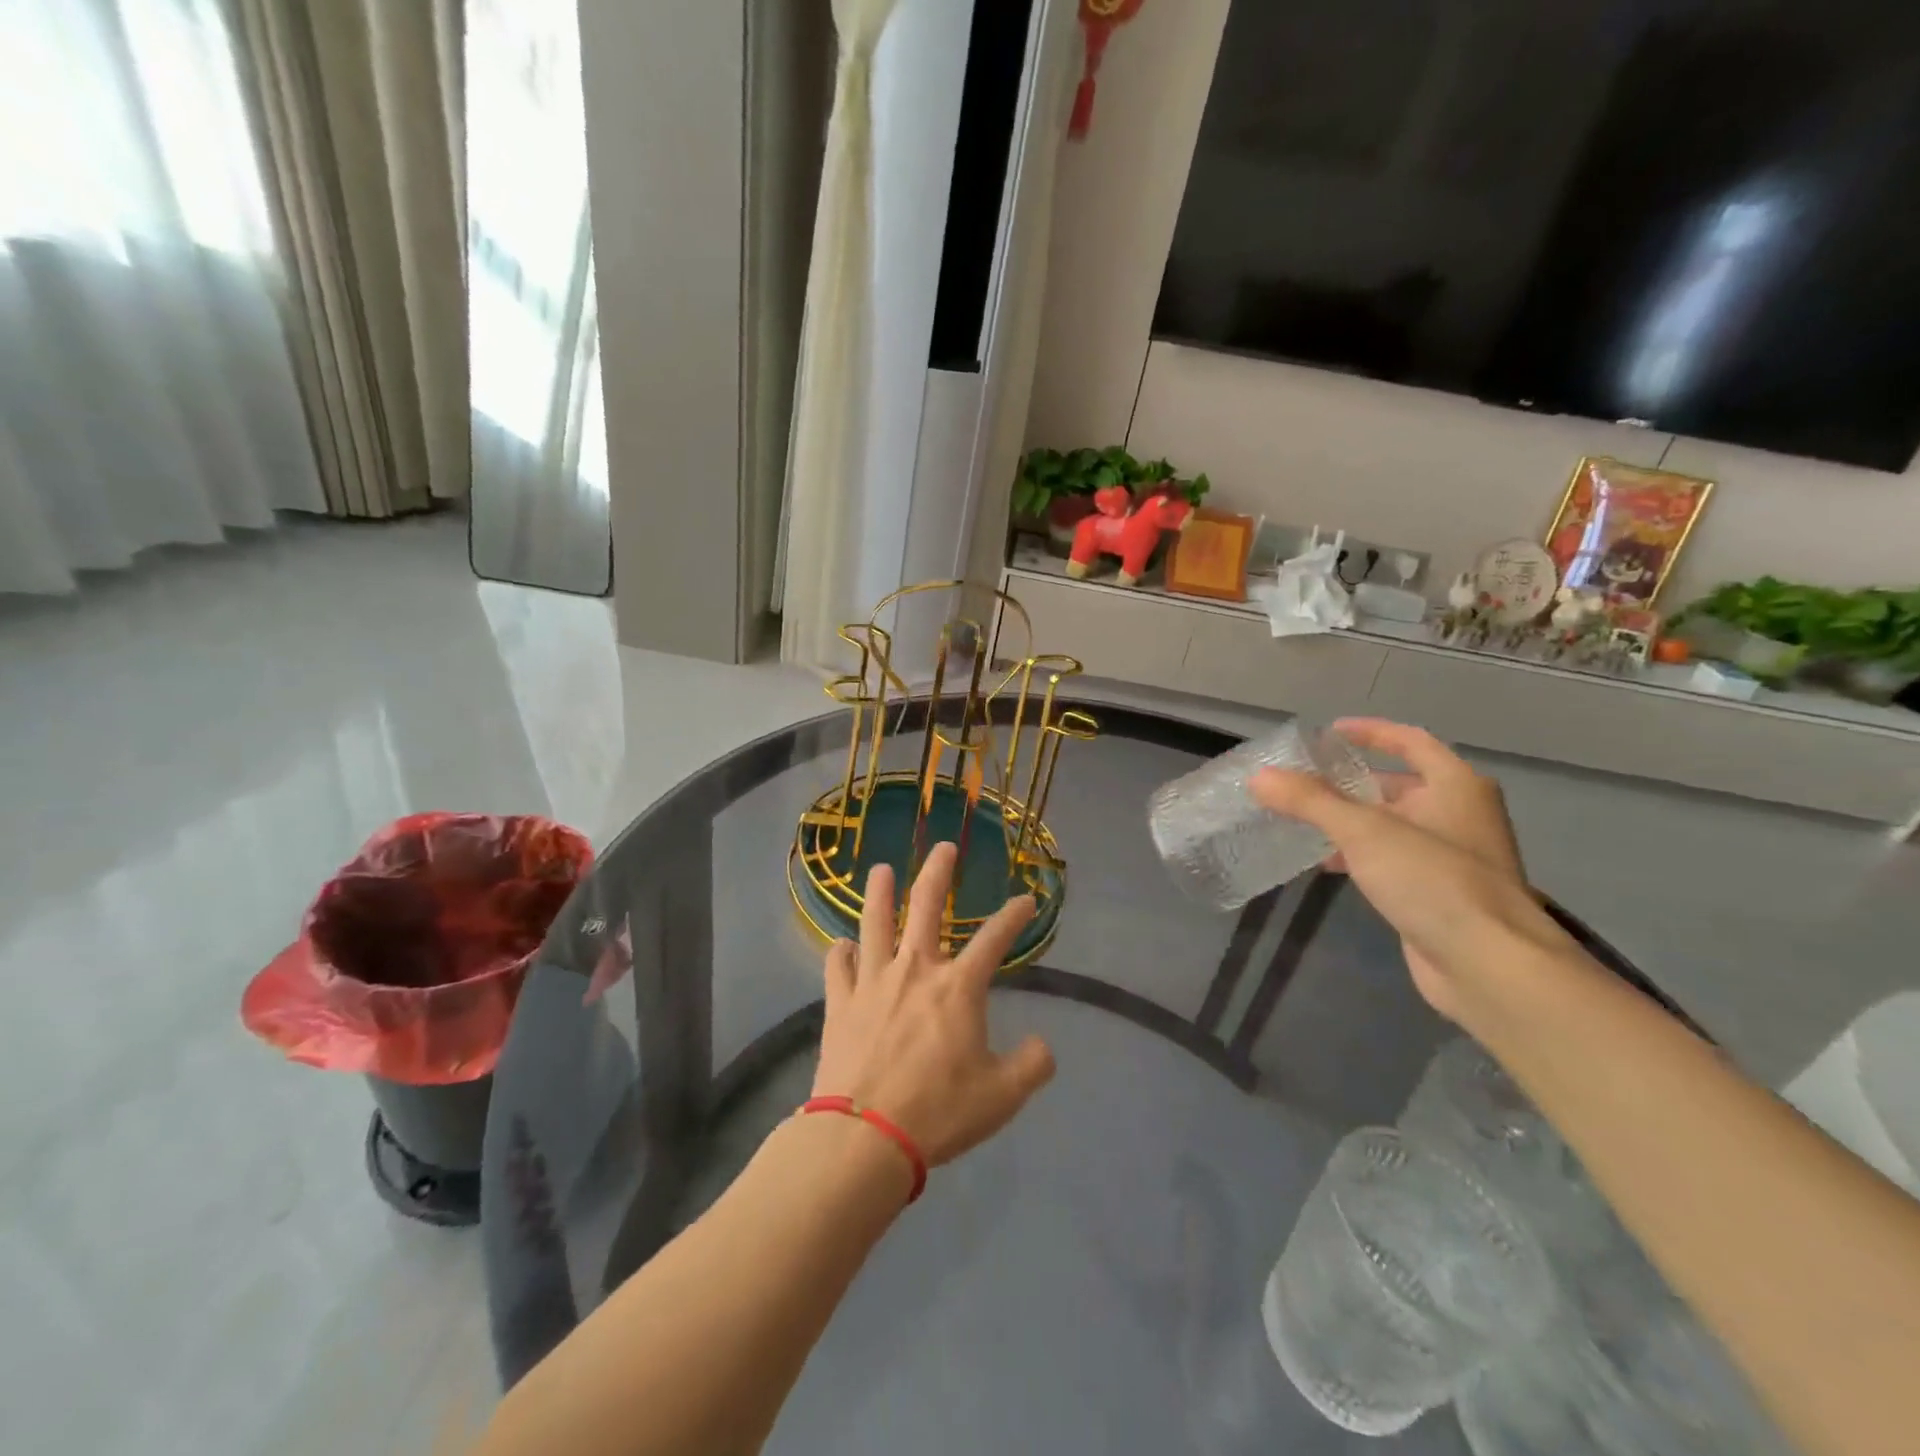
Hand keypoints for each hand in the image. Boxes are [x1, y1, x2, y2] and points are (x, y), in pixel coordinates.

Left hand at [812, 843, 1055, 1167]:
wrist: (864, 1137)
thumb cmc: (938, 1112)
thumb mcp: (1002, 1096)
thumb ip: (1031, 1065)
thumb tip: (1044, 1046)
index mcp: (957, 987)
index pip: (994, 939)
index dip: (1013, 916)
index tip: (1026, 900)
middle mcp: (915, 969)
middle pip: (926, 905)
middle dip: (938, 871)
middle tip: (944, 846)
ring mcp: (872, 982)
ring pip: (874, 922)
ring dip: (878, 892)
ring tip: (879, 869)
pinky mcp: (839, 1003)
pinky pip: (837, 967)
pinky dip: (839, 952)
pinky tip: (841, 945)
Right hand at [1250, 720, 1561, 1019]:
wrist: (1489, 966)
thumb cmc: (1433, 880)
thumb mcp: (1363, 831)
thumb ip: (1309, 801)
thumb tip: (1259, 777)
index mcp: (1455, 786)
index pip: (1410, 741)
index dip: (1370, 732)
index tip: (1328, 733)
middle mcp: (1459, 815)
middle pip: (1398, 784)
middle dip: (1351, 782)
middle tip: (1303, 781)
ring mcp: (1452, 857)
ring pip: (1392, 825)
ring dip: (1351, 821)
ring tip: (1303, 821)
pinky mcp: (1439, 894)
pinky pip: (1392, 860)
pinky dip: (1360, 854)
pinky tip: (1327, 864)